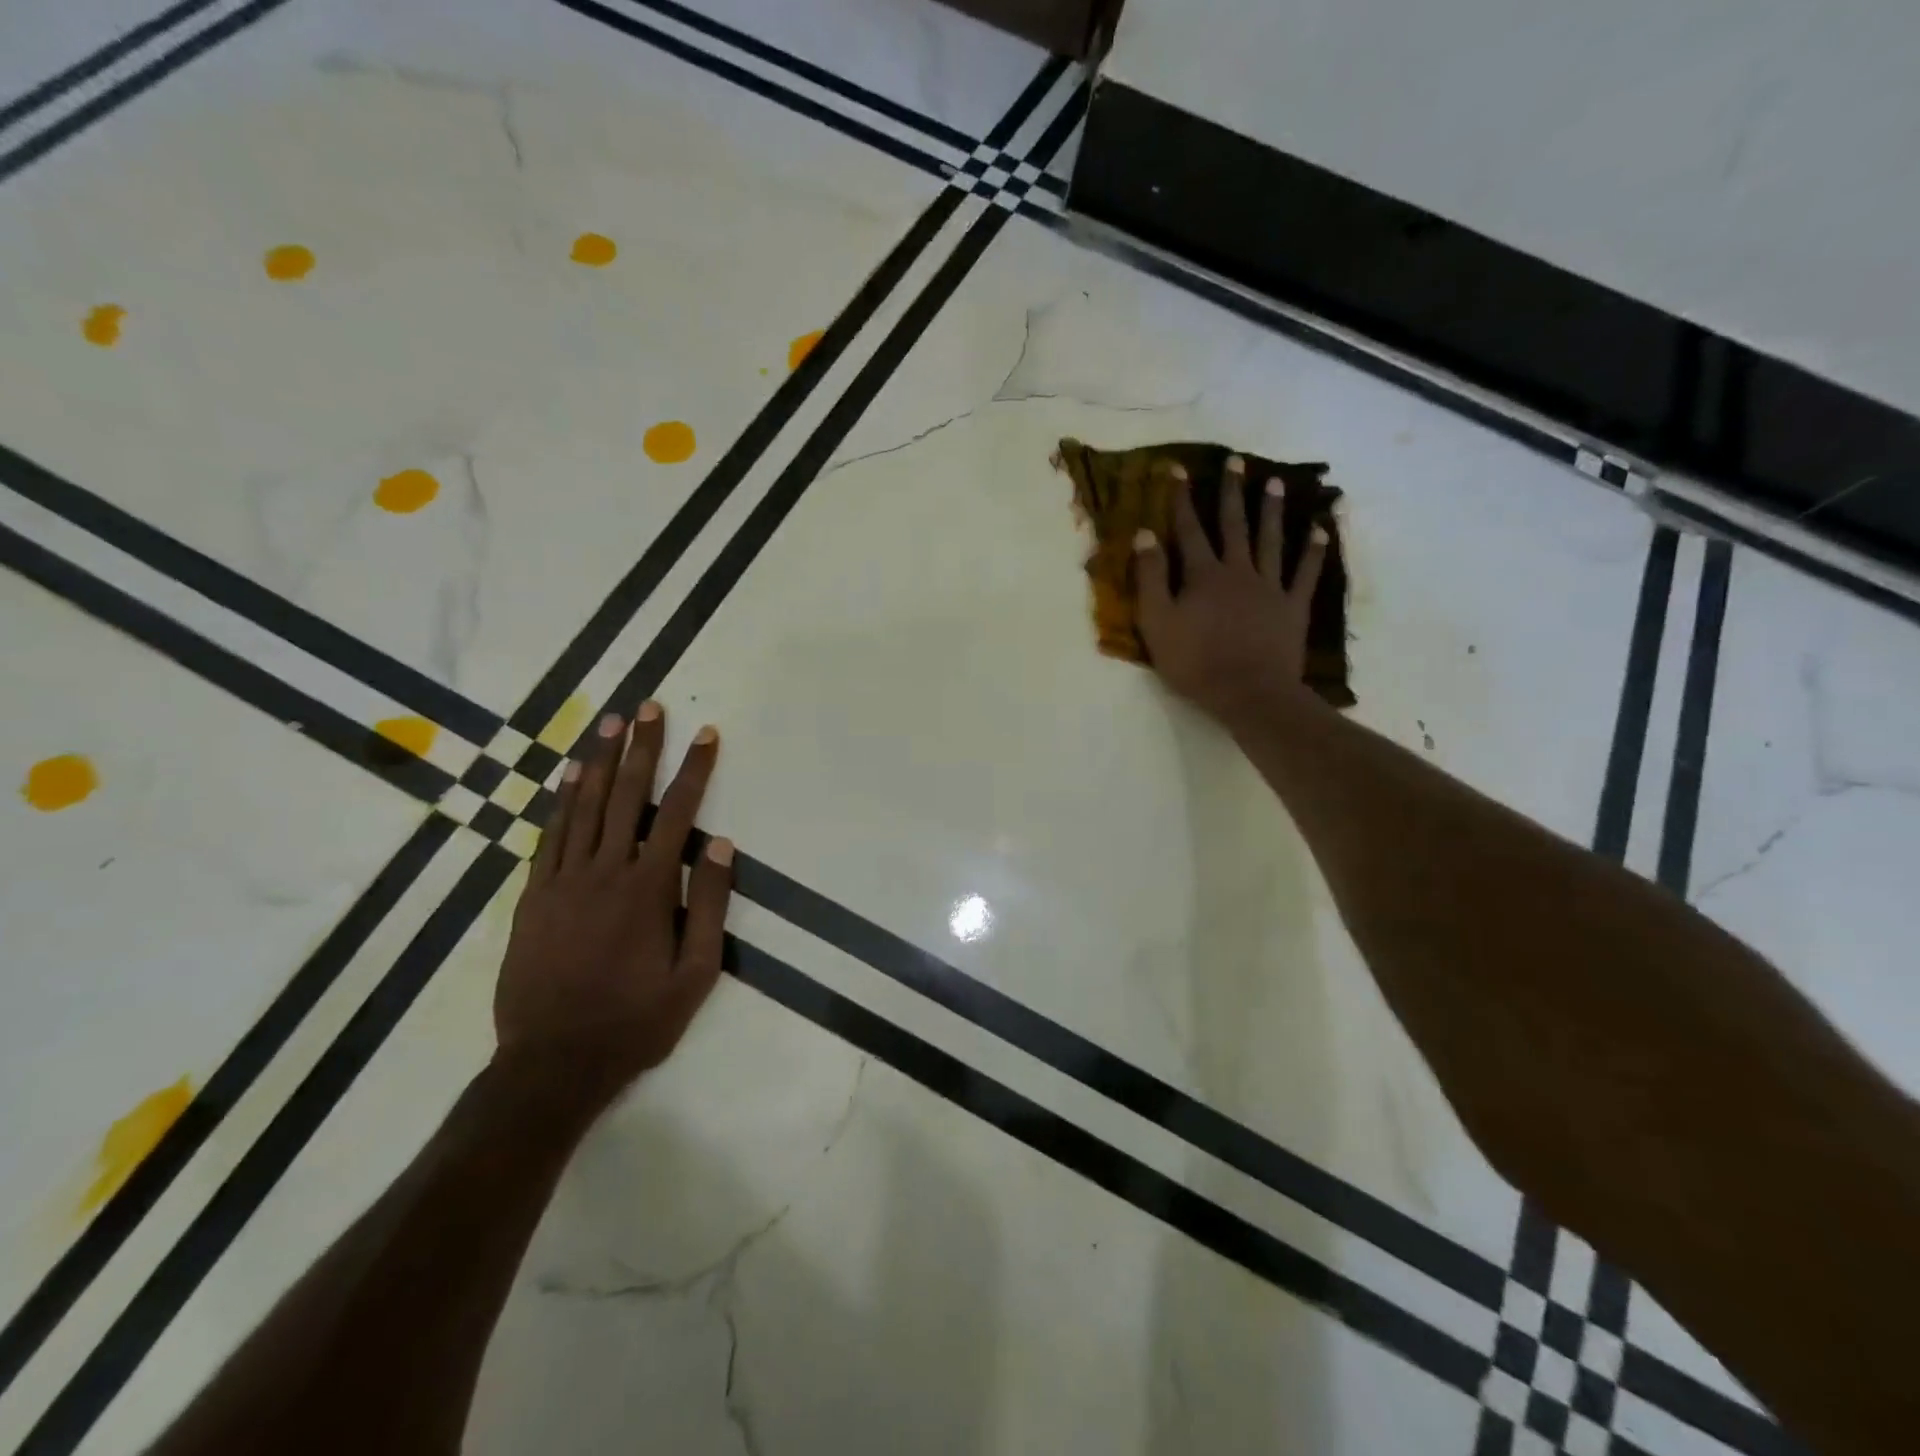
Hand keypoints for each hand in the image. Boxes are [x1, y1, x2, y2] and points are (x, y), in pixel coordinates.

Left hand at [494, 701, 732, 1107]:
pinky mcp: (533, 897)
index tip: (706, 733)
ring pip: (583, 807)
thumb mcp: (695, 974)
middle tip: (647, 706)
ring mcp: (562, 881)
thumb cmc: (636, 1020)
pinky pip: (549, 836)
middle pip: (626, 796)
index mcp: (648, 888)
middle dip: (640, 747)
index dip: (694, 769)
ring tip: (609, 722)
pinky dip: (561, 801)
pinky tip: (570, 775)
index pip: (677, 812)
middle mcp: (604, 872)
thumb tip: (720, 843)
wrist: (553, 1064)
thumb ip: (709, 904)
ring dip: (599, 761)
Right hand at [1134, 455, 1328, 729]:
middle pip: (1234, 525)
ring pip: (1271, 540)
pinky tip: (1320, 530)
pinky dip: (1313, 551)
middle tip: (1236, 462)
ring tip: (1275, 482)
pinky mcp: (1293, 607)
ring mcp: (1270, 587)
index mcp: (1203, 575)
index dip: (1181, 499)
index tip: (1178, 469)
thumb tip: (1144, 535)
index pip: (1189, 529)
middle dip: (1232, 492)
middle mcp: (1238, 571)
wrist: (1249, 693)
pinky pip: (1306, 573)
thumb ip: (1150, 578)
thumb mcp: (1157, 623)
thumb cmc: (1195, 662)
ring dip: (1272, 510)